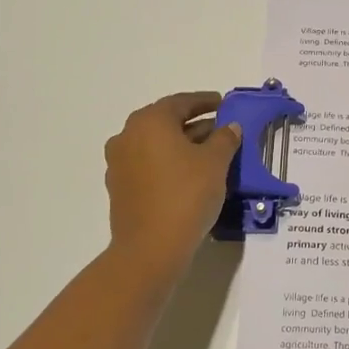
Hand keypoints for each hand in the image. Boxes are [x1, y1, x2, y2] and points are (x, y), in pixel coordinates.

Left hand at [104, 91, 241, 277]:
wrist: (151, 248)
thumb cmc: (186, 195)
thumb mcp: (216, 163)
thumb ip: (225, 139)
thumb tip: (230, 127)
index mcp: (150, 121)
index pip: (181, 102)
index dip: (205, 101)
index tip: (223, 103)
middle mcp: (128, 135)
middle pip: (165, 122)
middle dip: (193, 124)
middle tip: (219, 130)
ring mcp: (119, 162)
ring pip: (155, 144)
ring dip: (180, 145)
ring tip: (208, 154)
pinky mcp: (119, 187)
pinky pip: (147, 164)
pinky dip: (167, 163)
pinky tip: (188, 175)